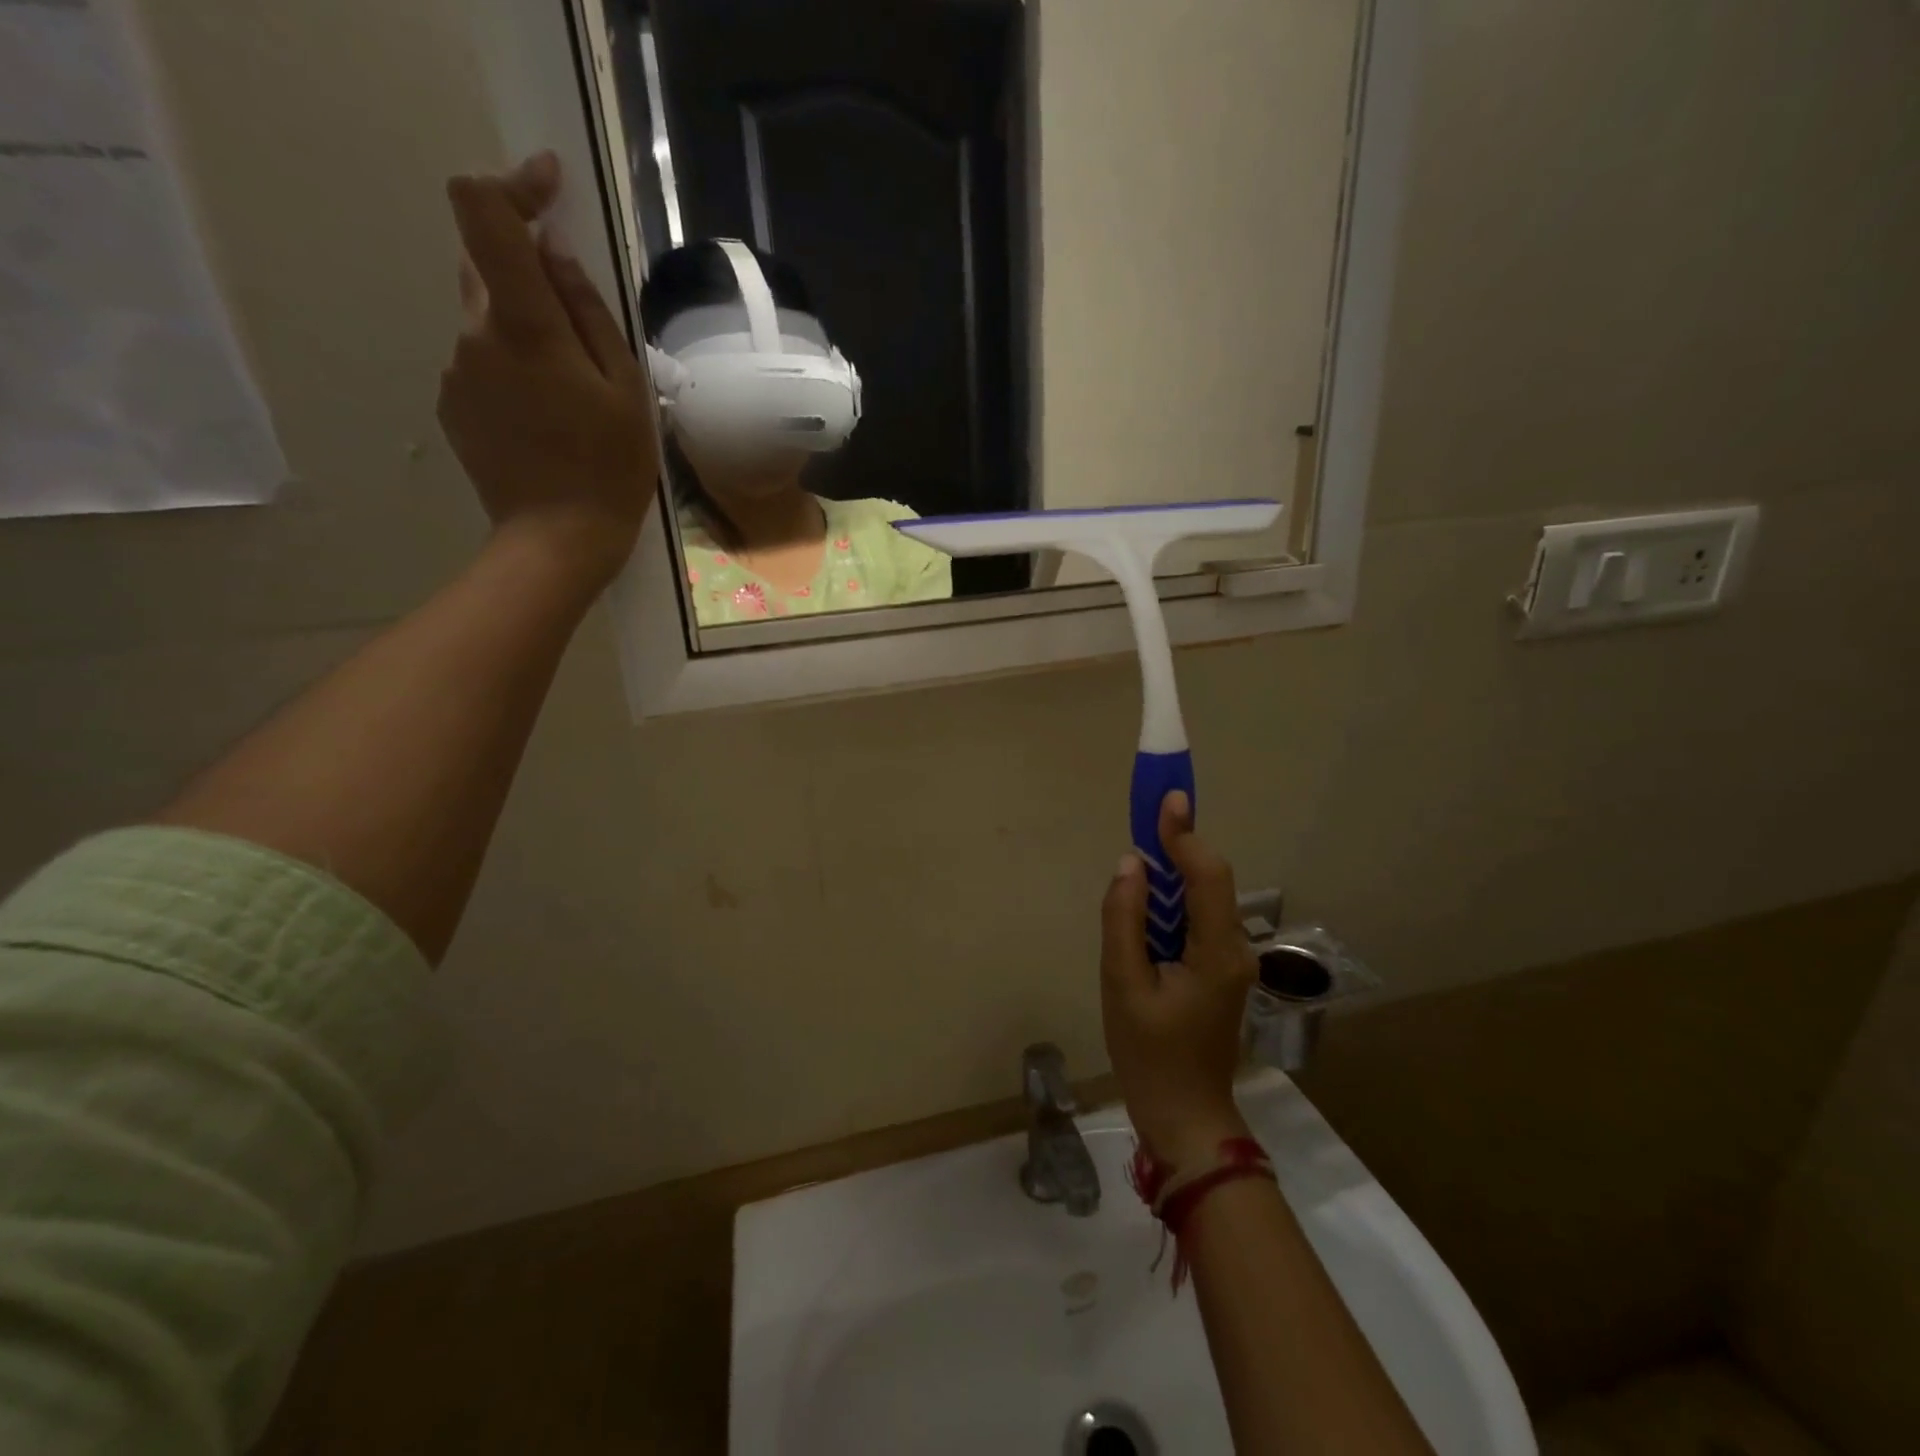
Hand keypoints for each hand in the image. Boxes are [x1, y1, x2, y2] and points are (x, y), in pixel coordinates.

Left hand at [439, 152, 657, 586]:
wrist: (557, 539)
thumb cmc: (609, 469)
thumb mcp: (625, 391)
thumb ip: (589, 314)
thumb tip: (554, 254)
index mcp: (524, 325)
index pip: (483, 213)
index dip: (512, 185)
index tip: (550, 188)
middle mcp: (475, 334)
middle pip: (487, 268)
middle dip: (531, 279)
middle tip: (582, 332)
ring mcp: (456, 371)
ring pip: (487, 322)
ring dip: (525, 335)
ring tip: (571, 398)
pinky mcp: (452, 405)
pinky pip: (481, 364)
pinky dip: (512, 372)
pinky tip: (546, 422)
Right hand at [1101, 791, 1257, 1170]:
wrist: (1184, 1116)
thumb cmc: (1150, 1055)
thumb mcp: (1123, 985)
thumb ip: (1124, 919)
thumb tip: (1130, 863)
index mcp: (1217, 951)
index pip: (1207, 875)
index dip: (1185, 834)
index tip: (1166, 798)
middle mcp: (1233, 948)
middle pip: (1207, 880)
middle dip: (1176, 845)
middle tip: (1144, 816)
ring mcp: (1229, 960)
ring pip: (1201, 899)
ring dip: (1170, 873)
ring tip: (1137, 859)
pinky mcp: (1217, 970)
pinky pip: (1194, 920)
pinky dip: (1170, 902)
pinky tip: (1144, 905)